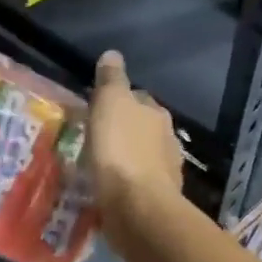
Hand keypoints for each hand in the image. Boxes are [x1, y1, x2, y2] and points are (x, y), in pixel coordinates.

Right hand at [87, 51, 182, 220]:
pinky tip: (110, 188)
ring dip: (124, 157)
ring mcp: (164, 170)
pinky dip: (125, 182)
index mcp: (156, 113)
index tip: (96, 108)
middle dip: (122, 130)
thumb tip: (112, 54)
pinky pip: (137, 183)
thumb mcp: (110, 104)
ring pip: (140, 156)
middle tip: (94, 137)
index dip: (116, 100)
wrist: (138, 208)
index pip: (136, 98)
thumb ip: (111, 79)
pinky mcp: (156, 199)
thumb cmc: (120, 150)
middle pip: (140, 127)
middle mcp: (166, 138)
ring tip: (99, 165)